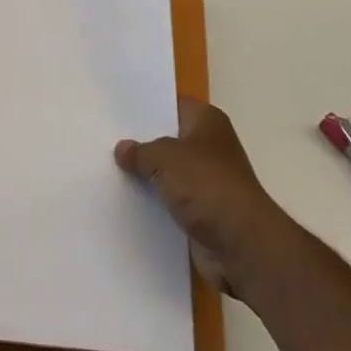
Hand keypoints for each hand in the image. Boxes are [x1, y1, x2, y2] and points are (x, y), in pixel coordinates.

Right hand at [116, 99, 287, 299]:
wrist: (242, 246)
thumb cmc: (207, 185)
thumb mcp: (164, 158)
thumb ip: (141, 152)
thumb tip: (123, 149)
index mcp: (208, 121)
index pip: (172, 104)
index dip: (147, 107)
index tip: (118, 110)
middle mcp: (210, 147)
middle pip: (170, 139)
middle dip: (144, 143)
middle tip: (108, 140)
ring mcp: (209, 182)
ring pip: (170, 173)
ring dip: (149, 177)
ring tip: (111, 170)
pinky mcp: (204, 213)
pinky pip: (173, 201)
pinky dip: (157, 203)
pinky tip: (129, 200)